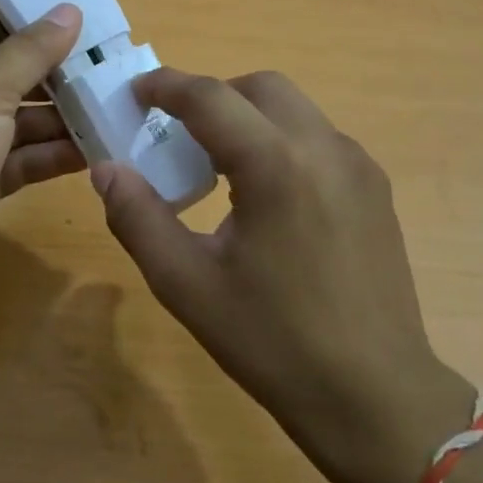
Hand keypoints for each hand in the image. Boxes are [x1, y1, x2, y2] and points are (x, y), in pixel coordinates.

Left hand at [0, 7, 84, 325]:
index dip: (32, 21)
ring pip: (23, 121)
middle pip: (12, 76)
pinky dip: (54, 155)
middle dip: (58, 74)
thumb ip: (29, 52)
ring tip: (114, 109)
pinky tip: (95, 152)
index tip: (85, 18)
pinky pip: (24, 160)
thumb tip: (68, 10)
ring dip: (64, 118)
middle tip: (113, 68)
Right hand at [91, 68, 473, 482]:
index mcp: (276, 165)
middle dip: (211, 96)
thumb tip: (106, 169)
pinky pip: (318, 138)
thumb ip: (138, 218)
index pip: (210, 97)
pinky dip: (280, 140)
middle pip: (259, 87)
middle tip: (176, 133)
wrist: (375, 396)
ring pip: (293, 108)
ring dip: (248, 116)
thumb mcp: (186, 284)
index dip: (166, 86)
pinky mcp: (376, 188)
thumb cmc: (273, 342)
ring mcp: (358, 166)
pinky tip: (265, 195)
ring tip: (218, 167)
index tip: (135, 92)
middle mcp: (324, 147)